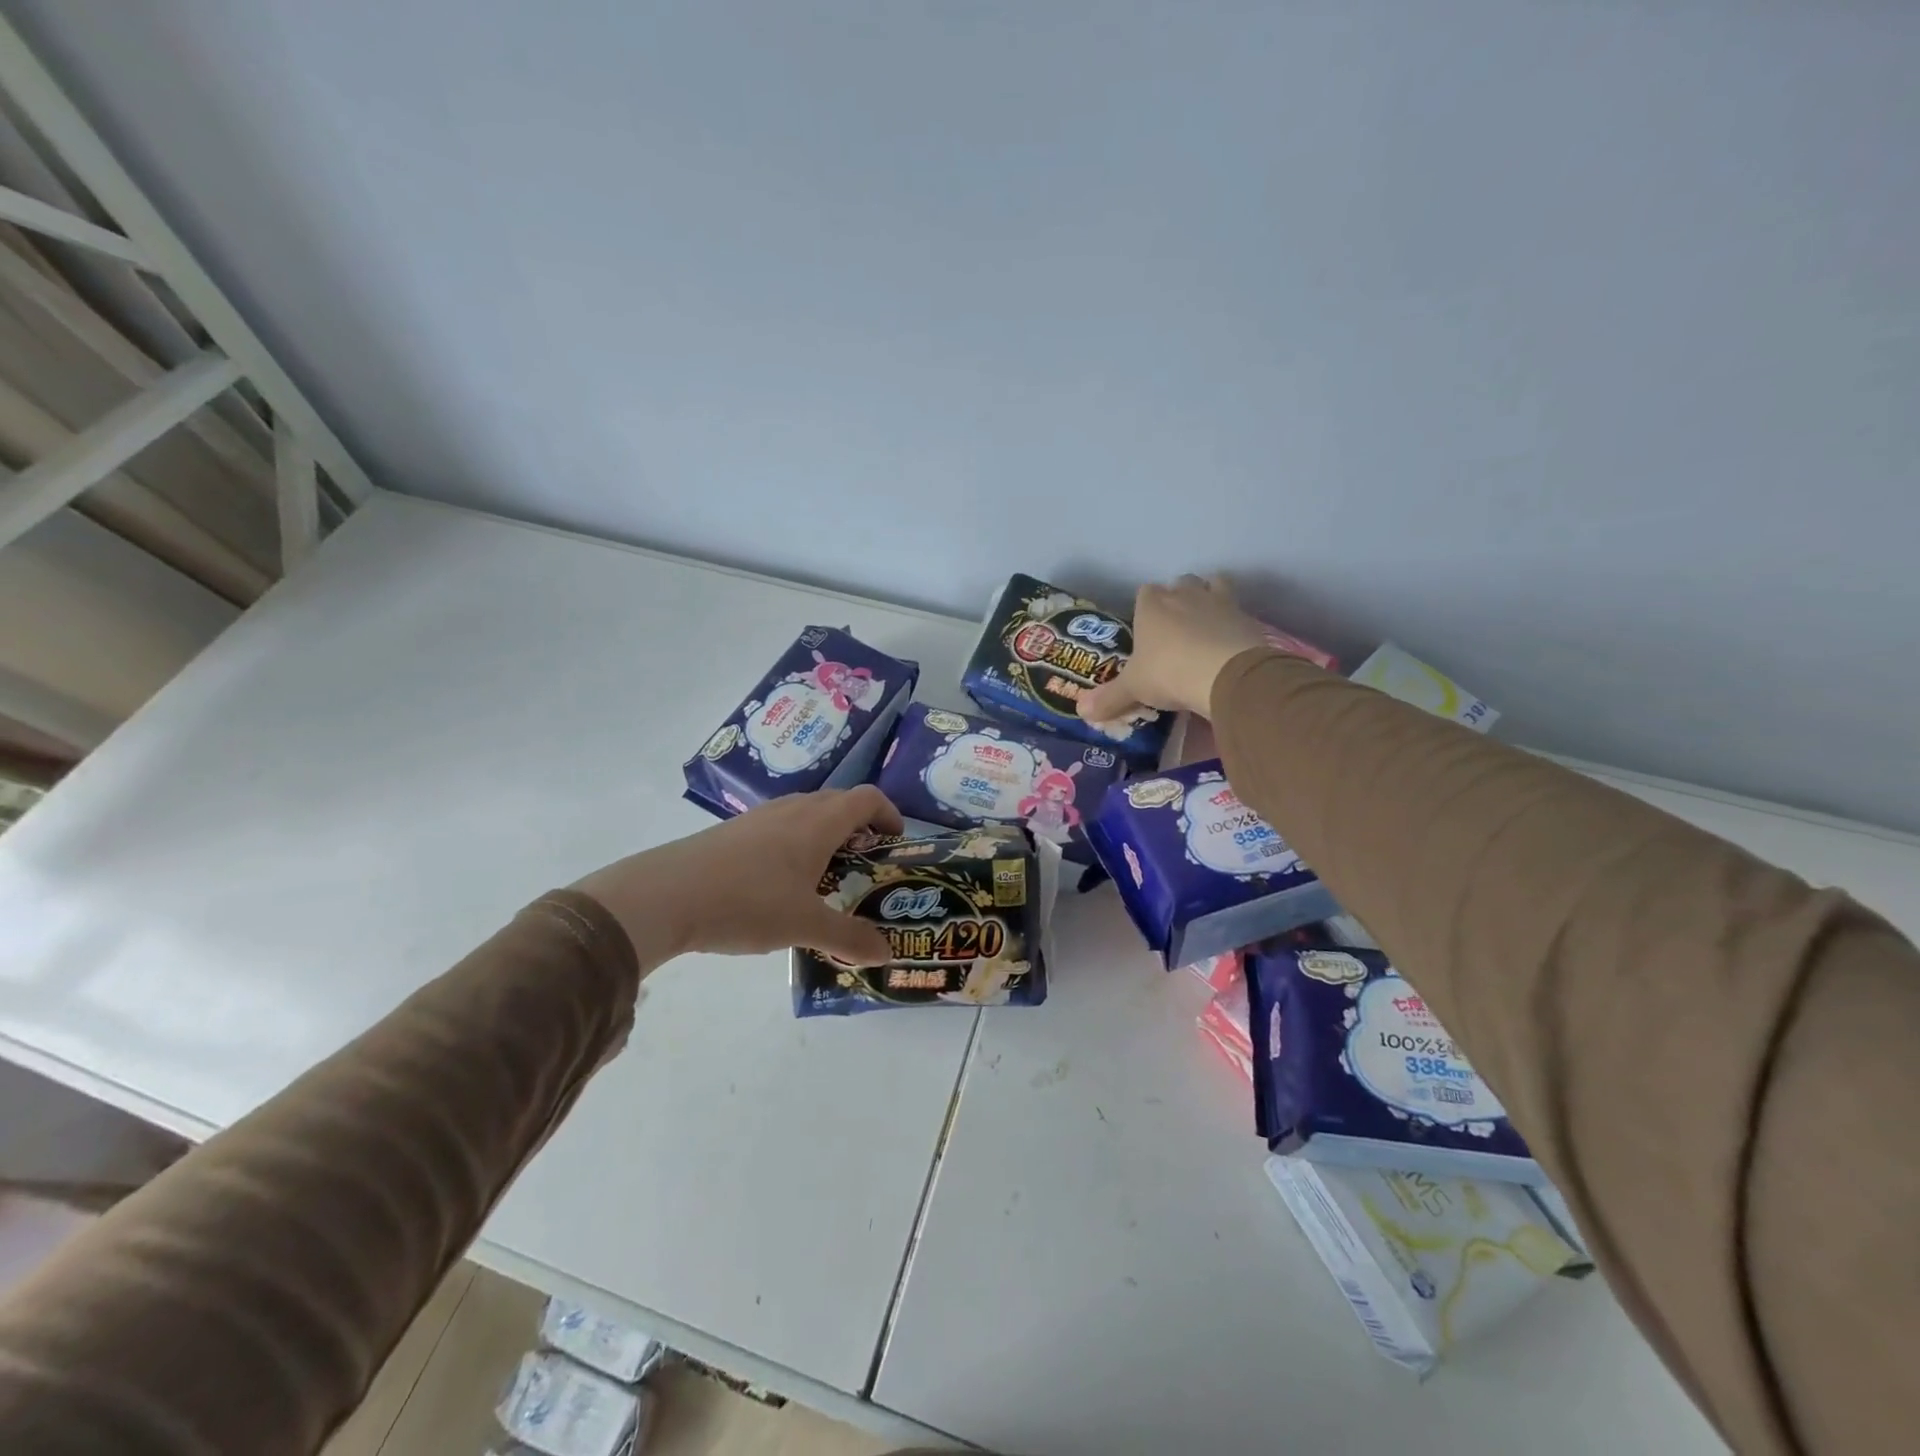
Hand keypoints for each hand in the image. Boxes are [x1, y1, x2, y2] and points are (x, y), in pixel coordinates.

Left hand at [573, 787, 904, 969]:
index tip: (896, 841)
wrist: (665, 895)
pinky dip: (796, 843)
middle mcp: (793, 810)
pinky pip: (779, 826)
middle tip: (866, 865)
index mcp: (819, 823)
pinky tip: (781, 883)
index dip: (888, 814)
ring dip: (826, 835)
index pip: (867, 798)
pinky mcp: (733, 831)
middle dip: (860, 828)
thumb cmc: (747, 902)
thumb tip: (885, 954)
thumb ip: (849, 938)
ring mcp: (760, 817)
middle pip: (838, 802)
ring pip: (806, 813)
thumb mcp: (805, 926)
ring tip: (827, 876)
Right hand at [1078, 574, 1271, 723]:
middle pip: (1179, 583)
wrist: (1225, 673)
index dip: (1145, 608)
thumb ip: (1109, 698)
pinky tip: (1229, 642)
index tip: (1146, 629)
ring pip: (1213, 583)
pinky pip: (1238, 610)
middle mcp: (1184, 595)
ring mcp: (1218, 601)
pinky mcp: (1246, 616)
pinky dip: (1233, 622)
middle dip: (1178, 598)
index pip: (1144, 593)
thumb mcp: (1133, 689)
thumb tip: (1081, 711)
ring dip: (1209, 597)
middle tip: (1175, 629)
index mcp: (1151, 605)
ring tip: (1206, 624)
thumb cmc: (1168, 673)